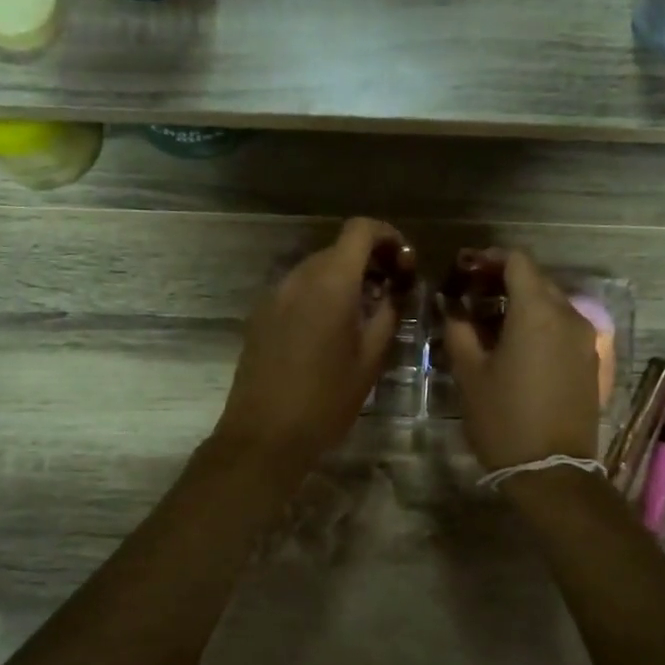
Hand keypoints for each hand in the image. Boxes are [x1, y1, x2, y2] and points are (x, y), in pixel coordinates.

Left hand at [212, 218, 403, 473]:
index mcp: (331, 283)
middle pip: (338, 248)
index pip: (359, 229)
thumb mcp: (370, 360)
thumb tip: (397, 290)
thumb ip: (388, 314)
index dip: (387, 235)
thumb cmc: (326, 400)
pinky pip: (296, 289)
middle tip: (392, 290)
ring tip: (364, 312)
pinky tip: (330, 329)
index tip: (404, 262)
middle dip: (369, 260)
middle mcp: (298, 277)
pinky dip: (319, 294)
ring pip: (316, 269)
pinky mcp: (260, 315)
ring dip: (344, 278)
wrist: (264, 435)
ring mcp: (274, 295)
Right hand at [439, 247, 599, 471]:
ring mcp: (585, 339)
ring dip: (520, 303)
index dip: (488, 258)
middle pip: (536, 280)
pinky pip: (562, 327)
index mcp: (538, 312)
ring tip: (488, 322)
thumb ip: (459, 329)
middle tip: (469, 295)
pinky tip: (514, 345)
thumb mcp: (469, 373)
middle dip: (502, 280)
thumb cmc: (504, 418)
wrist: (552, 471)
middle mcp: (569, 316)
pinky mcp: (590, 361)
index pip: (517, 261)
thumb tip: (452, 305)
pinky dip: (538, 324)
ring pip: (551, 304)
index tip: (463, 270)